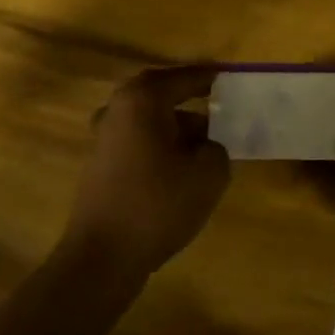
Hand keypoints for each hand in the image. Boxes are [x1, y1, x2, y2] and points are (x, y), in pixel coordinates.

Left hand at [63, 65, 230, 277]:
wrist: (102, 257)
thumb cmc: (158, 204)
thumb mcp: (208, 173)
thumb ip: (217, 147)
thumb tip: (207, 144)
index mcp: (143, 99)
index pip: (185, 77)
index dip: (212, 77)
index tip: (233, 78)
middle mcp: (118, 108)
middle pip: (162, 94)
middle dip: (192, 99)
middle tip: (222, 106)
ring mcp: (104, 136)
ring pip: (150, 119)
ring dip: (178, 126)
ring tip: (209, 145)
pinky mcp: (100, 163)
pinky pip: (139, 140)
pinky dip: (161, 145)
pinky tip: (181, 169)